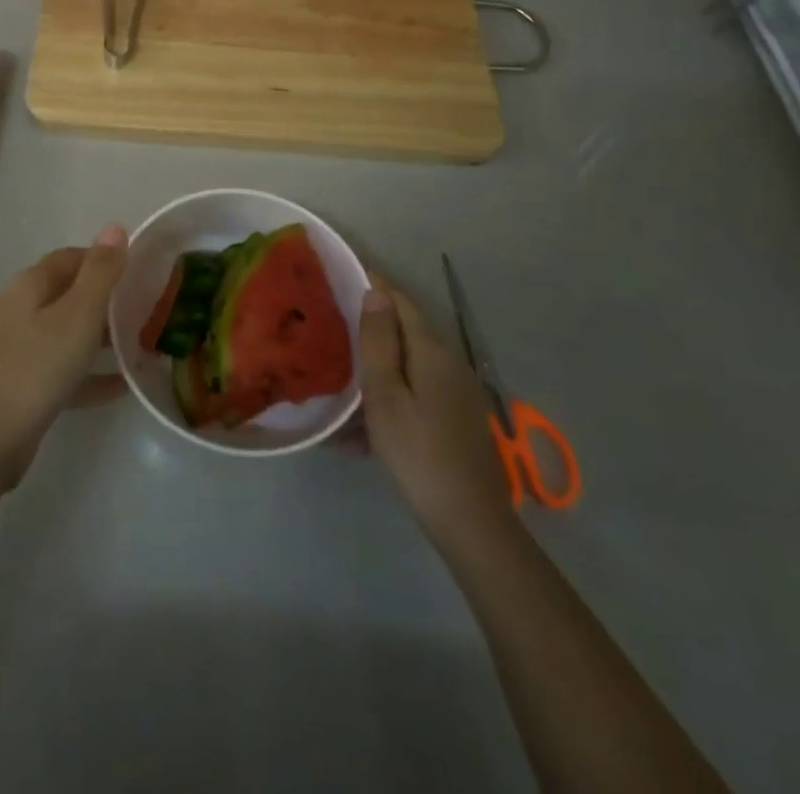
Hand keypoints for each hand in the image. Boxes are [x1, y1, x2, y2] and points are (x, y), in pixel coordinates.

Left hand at [0, 225, 128, 489]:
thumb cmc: (35, 370)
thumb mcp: (77, 317)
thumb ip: (100, 273)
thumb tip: (115, 227)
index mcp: (27, 286)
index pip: (69, 258)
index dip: (103, 260)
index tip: (139, 272)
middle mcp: (16, 311)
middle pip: (66, 294)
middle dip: (104, 299)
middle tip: (144, 309)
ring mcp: (13, 350)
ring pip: (64, 333)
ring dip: (98, 337)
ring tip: (139, 343)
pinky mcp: (17, 387)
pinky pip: (60, 370)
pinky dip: (88, 373)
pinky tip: (121, 385)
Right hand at [358, 272, 515, 551]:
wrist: (470, 522)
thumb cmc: (418, 453)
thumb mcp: (385, 395)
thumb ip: (379, 342)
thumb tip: (376, 291)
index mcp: (431, 351)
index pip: (399, 302)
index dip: (373, 286)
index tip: (342, 277)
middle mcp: (449, 364)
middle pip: (404, 333)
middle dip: (369, 331)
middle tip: (330, 332)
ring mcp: (456, 394)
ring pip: (406, 368)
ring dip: (374, 373)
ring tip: (338, 389)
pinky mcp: (455, 419)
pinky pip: (415, 395)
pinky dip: (388, 400)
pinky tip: (360, 433)